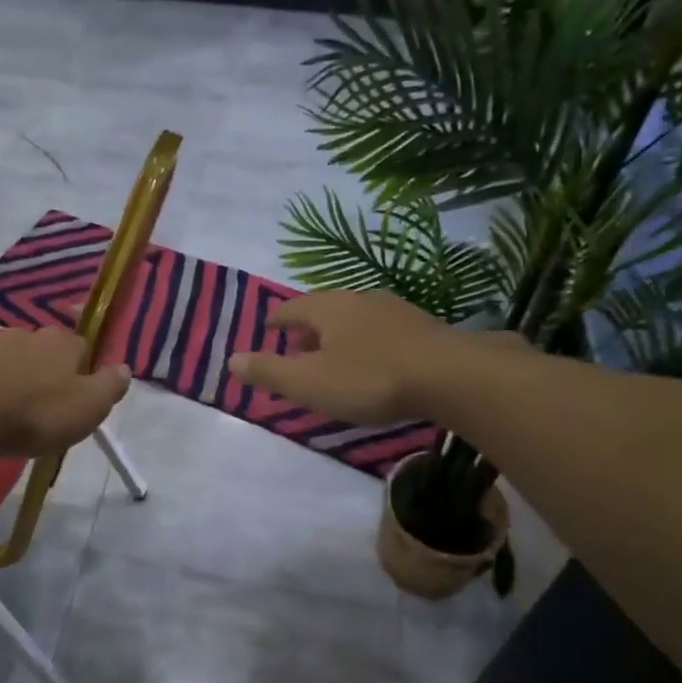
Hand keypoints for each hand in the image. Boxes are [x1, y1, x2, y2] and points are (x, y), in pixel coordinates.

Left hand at [0, 327, 130, 459]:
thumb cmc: (37, 414)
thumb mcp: (89, 406)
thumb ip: (110, 385)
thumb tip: (123, 367)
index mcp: (60, 342)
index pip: (81, 347)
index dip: (83, 371)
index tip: (78, 398)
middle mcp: (24, 336)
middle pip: (42, 352)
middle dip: (45, 373)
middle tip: (45, 408)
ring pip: (8, 362)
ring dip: (12, 380)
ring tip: (11, 414)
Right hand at [229, 291, 525, 424]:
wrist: (451, 376)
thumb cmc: (370, 379)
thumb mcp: (310, 382)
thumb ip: (269, 372)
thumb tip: (231, 360)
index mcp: (328, 308)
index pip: (291, 308)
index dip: (277, 320)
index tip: (268, 328)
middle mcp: (359, 300)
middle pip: (324, 310)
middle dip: (308, 327)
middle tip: (297, 344)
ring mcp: (394, 310)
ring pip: (355, 318)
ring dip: (339, 334)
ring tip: (333, 354)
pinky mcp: (422, 328)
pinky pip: (381, 331)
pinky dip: (367, 342)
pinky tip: (374, 360)